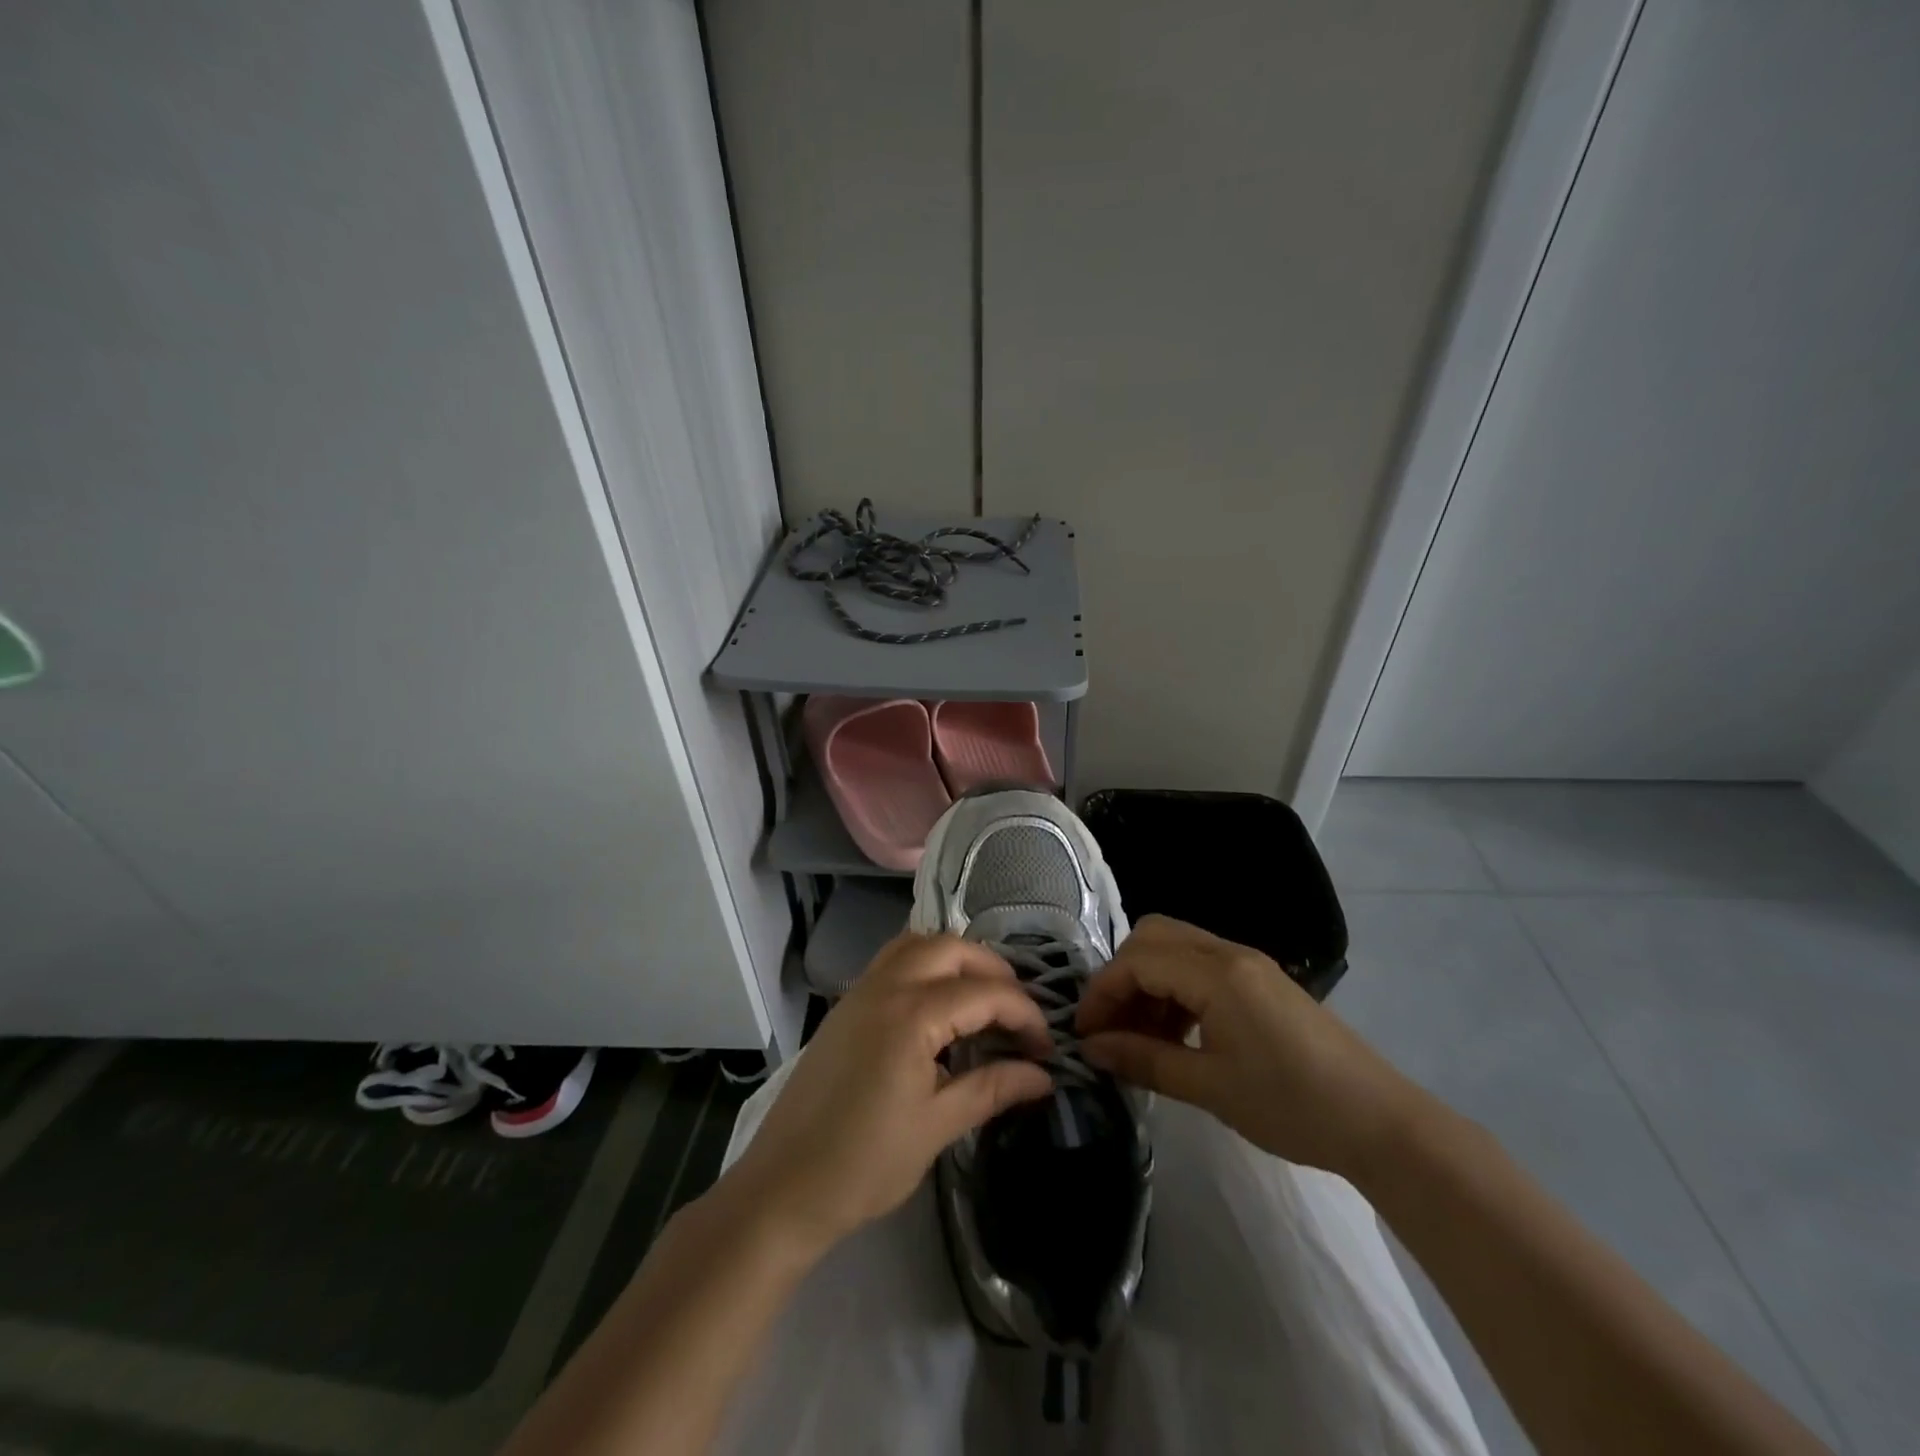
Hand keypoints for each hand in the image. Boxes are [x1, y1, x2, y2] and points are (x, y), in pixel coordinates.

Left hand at [722, 933, 1053, 1260]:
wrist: (783, 1187)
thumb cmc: (864, 1163)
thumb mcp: (937, 1126)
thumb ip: (992, 1088)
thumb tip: (1042, 1076)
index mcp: (911, 1014)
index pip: (985, 993)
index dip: (1024, 1015)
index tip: (1046, 1049)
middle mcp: (886, 985)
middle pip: (952, 948)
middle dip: (994, 971)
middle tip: (1018, 1013)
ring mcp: (860, 990)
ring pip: (918, 944)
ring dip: (956, 959)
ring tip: (982, 999)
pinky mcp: (846, 1005)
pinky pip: (893, 960)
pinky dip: (925, 964)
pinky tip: (939, 1005)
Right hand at [1075, 915, 1421, 1176]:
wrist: (1381, 1124)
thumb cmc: (1292, 1106)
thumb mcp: (1210, 1087)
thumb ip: (1145, 1060)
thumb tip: (1092, 1049)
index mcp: (1217, 973)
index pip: (1138, 960)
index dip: (1103, 992)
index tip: (1084, 1034)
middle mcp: (1229, 953)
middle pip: (1154, 936)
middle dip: (1122, 976)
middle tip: (1111, 1026)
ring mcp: (1248, 964)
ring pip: (1176, 948)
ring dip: (1148, 982)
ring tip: (1140, 1038)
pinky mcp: (1261, 981)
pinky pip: (1201, 966)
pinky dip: (1175, 989)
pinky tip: (1176, 1035)